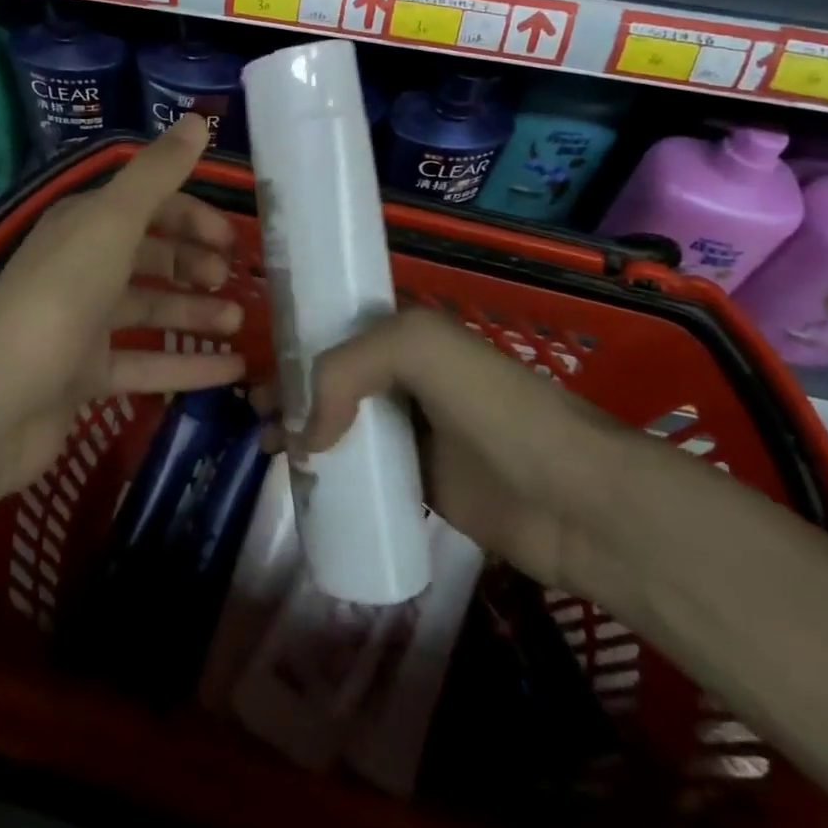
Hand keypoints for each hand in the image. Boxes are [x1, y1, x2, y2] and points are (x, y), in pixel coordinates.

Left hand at [0, 114, 246, 502]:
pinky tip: (232, 370)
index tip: (232, 237)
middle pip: (149, 256)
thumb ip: (157, 173)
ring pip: (150, 309)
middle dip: (194, 263)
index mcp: (84, 225)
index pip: (146, 206)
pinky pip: (145, 364)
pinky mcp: (84, 377)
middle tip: (234, 280)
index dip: (192, 216)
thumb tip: (198, 120)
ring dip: (195, 313)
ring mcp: (81, 325)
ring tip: (240, 322)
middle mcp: (81, 268)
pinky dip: (187, 365)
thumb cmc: (59, 296)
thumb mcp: (112, 222)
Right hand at [265, 309, 628, 596]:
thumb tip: (308, 436)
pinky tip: (305, 489)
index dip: (296, 344)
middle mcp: (409, 377)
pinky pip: (366, 473)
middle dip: (290, 391)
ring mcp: (418, 432)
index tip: (259, 370)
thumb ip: (345, 371)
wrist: (573, 497)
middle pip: (334, 379)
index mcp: (409, 335)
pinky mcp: (425, 483)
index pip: (338, 330)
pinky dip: (334, 477)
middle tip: (255, 417)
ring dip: (304, 434)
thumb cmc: (496, 408)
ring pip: (345, 426)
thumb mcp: (417, 349)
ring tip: (268, 452)